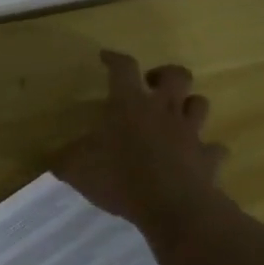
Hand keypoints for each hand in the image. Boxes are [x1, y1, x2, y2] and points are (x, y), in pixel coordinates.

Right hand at [58, 52, 226, 228]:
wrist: (172, 207)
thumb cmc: (119, 178)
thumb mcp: (75, 169)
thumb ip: (62, 160)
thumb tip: (49, 159)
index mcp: (128, 105)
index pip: (123, 68)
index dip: (115, 59)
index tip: (106, 57)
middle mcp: (163, 111)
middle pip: (176, 75)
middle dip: (164, 74)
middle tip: (150, 85)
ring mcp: (190, 133)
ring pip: (199, 104)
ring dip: (188, 105)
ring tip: (174, 117)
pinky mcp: (208, 158)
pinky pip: (214, 148)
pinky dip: (206, 150)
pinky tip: (196, 157)